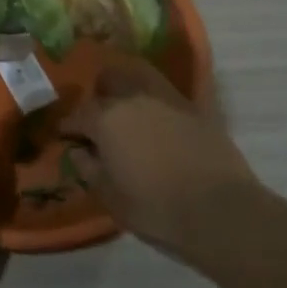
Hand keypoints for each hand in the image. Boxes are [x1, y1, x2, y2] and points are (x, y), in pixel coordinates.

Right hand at [60, 60, 255, 252]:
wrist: (221, 212)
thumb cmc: (156, 208)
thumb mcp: (110, 197)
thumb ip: (88, 169)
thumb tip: (78, 151)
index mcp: (106, 119)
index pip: (77, 115)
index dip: (68, 126)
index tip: (66, 136)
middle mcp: (133, 99)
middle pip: (108, 81)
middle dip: (98, 95)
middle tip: (98, 118)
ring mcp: (167, 99)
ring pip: (139, 75)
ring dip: (128, 85)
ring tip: (128, 106)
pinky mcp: (195, 109)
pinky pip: (166, 93)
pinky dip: (156, 99)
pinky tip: (157, 118)